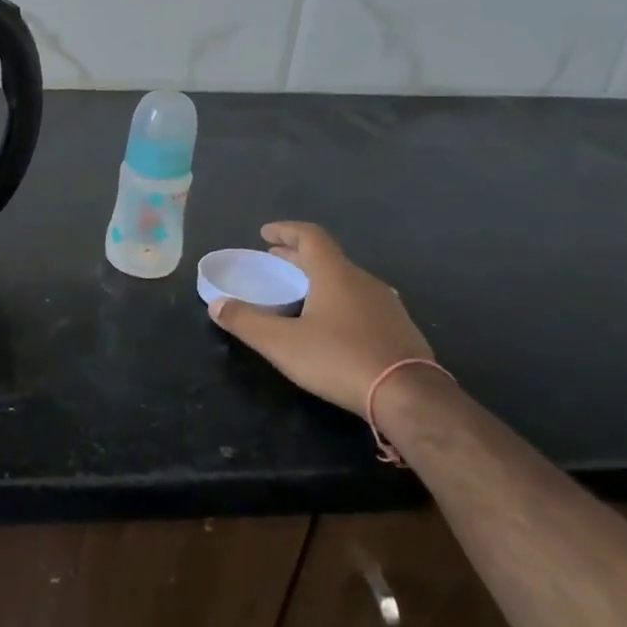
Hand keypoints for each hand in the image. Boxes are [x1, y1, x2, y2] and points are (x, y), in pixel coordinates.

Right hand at [208, 221, 433, 413]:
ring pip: (346, 280)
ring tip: (299, 292)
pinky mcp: (399, 328)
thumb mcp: (281, 343)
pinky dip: (338, 300)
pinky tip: (331, 323)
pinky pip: (361, 301)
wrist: (409, 396)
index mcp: (335, 274)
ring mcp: (386, 304)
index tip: (265, 234)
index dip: (286, 230)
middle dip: (297, 257)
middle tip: (274, 261)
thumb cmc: (340, 359)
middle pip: (327, 257)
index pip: (310, 236)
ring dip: (318, 279)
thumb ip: (245, 321)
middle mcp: (363, 281)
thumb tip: (217, 304)